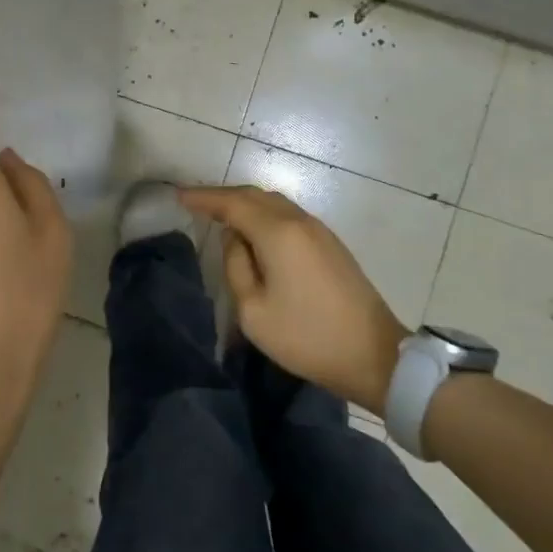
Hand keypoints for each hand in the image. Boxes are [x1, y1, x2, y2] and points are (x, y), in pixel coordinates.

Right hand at [180, 185, 408, 412]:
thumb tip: (234, 239)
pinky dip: (265, 215)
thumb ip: (236, 266)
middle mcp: (299, 221)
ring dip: (246, 204)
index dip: (204, 198)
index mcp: (278, 233)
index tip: (179, 196)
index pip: (233, 203)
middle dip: (223, 196)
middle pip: (255, 196)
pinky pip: (289, 216)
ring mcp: (319, 231)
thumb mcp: (254, 310)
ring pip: (275, 203)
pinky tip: (255, 232)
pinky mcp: (330, 244)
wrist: (374, 355)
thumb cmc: (307, 336)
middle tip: (196, 204)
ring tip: (221, 216)